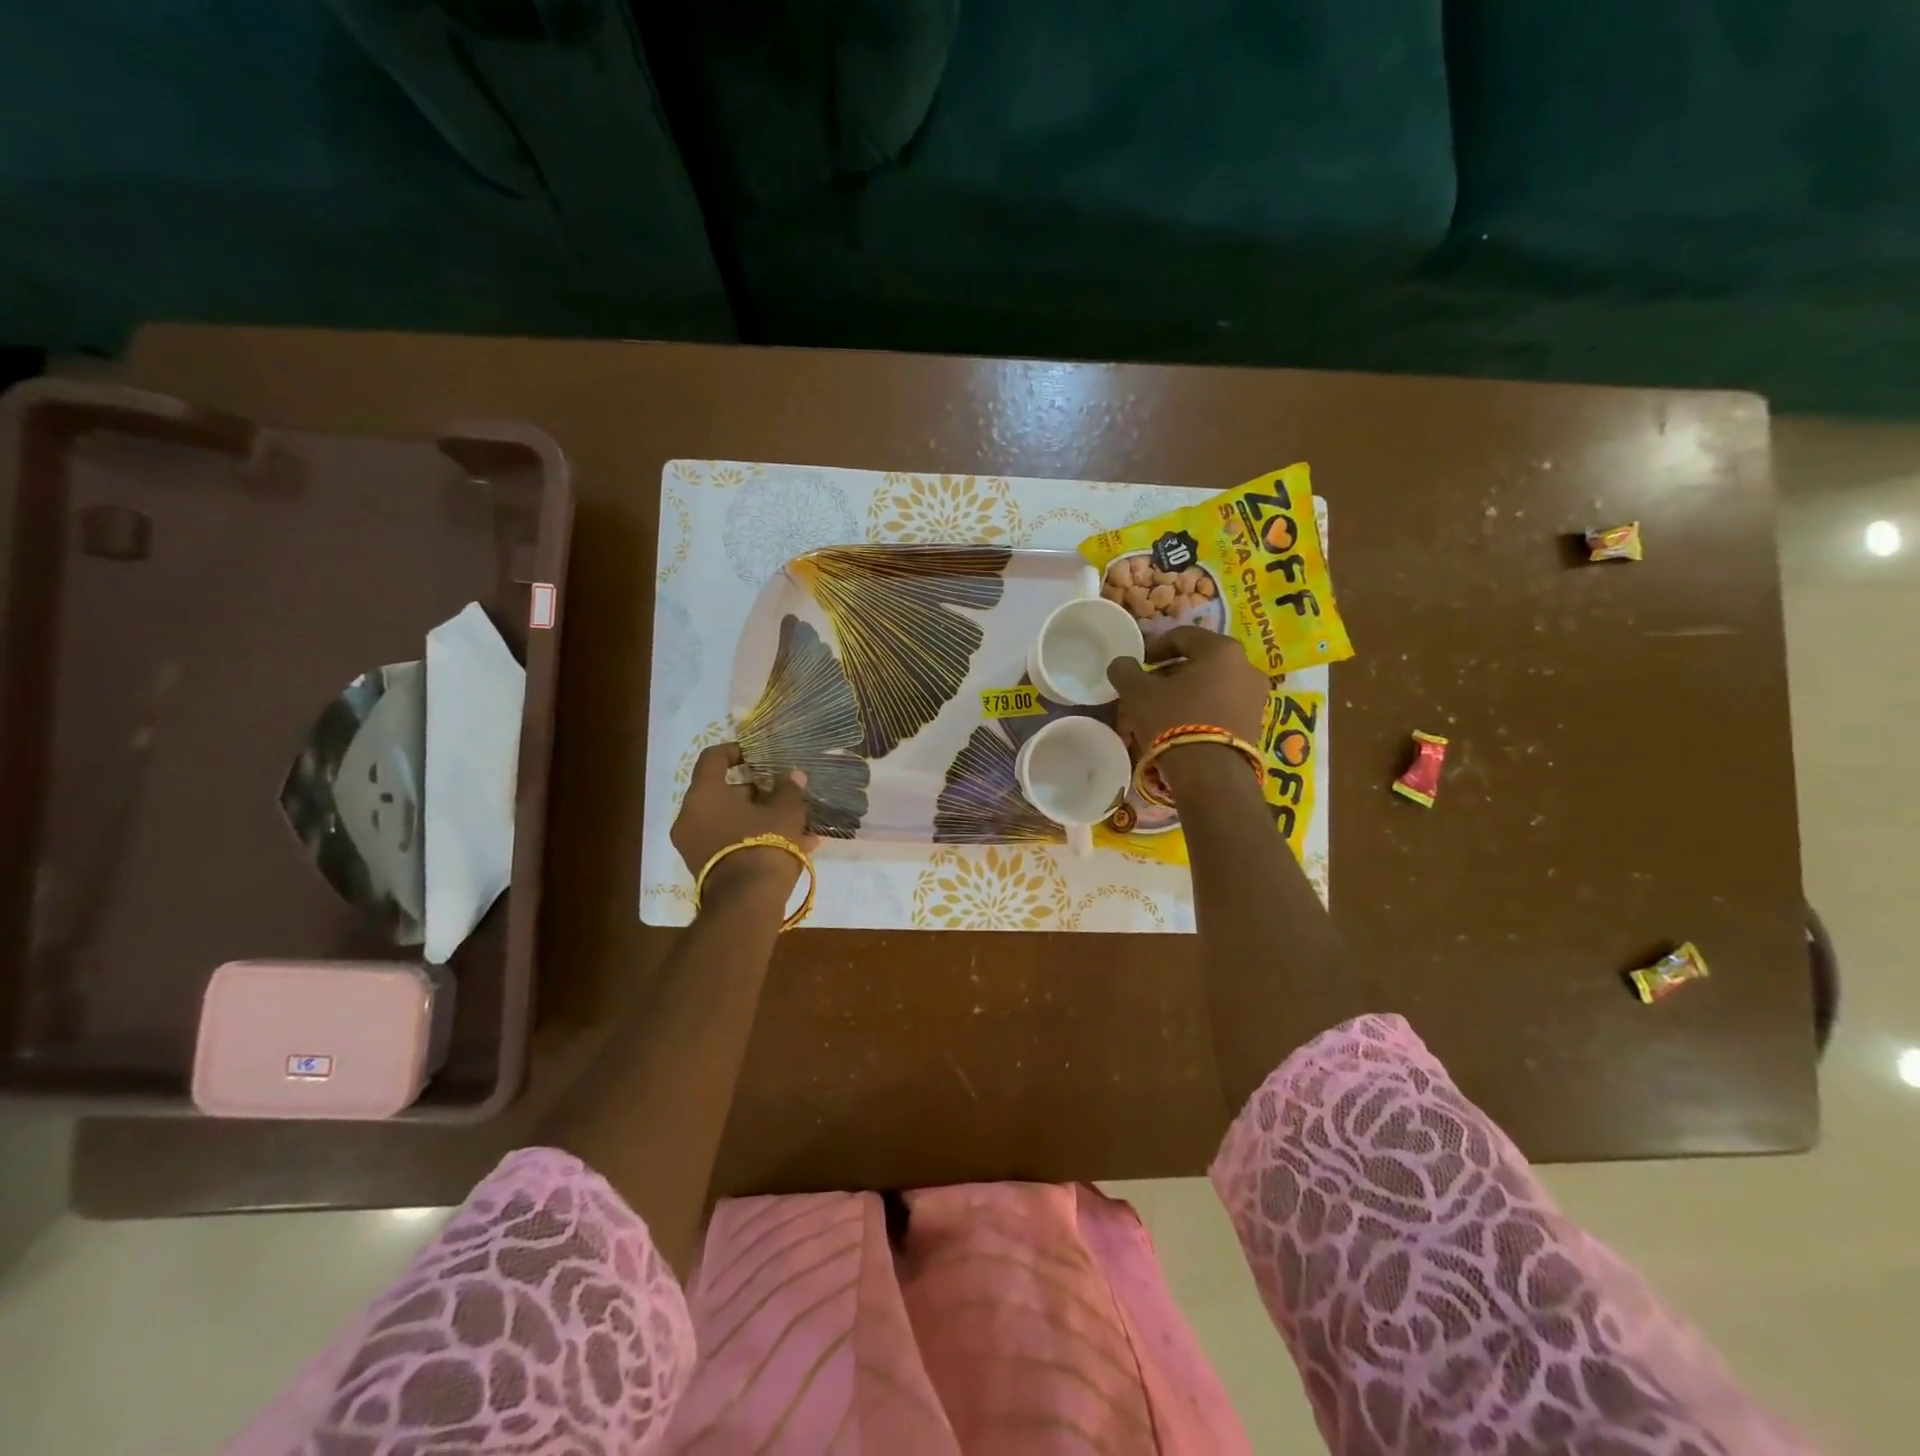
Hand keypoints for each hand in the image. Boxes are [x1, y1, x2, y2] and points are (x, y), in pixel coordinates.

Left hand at [672, 744, 815, 902]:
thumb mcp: (786, 811)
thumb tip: (793, 776)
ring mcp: (694, 845)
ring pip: (729, 820)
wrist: (747, 903)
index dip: (735, 751)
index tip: (756, 754)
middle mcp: (690, 816)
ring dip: (758, 818)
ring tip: (795, 823)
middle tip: (782, 794)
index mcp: (704, 794)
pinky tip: (791, 846)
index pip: (713, 758)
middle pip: (722, 792)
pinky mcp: (705, 868)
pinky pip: (729, 842)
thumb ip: (789, 789)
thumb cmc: (764, 844)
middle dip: (756, 792)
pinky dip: (753, 839)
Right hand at [1105, 626, 1267, 750]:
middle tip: (1150, 686)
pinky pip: (1225, 705)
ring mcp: (1256, 696)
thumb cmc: (1173, 720)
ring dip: (1190, 690)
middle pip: (1202, 660)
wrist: (1211, 774)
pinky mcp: (1257, 723)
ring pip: (1215, 684)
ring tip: (1165, 709)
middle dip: (1173, 670)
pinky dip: (1205, 708)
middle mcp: (1246, 666)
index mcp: (1221, 649)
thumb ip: (1125, 671)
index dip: (1155, 646)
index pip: (1183, 636)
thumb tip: (1122, 663)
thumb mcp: (1137, 693)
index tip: (1138, 663)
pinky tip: (1185, 725)